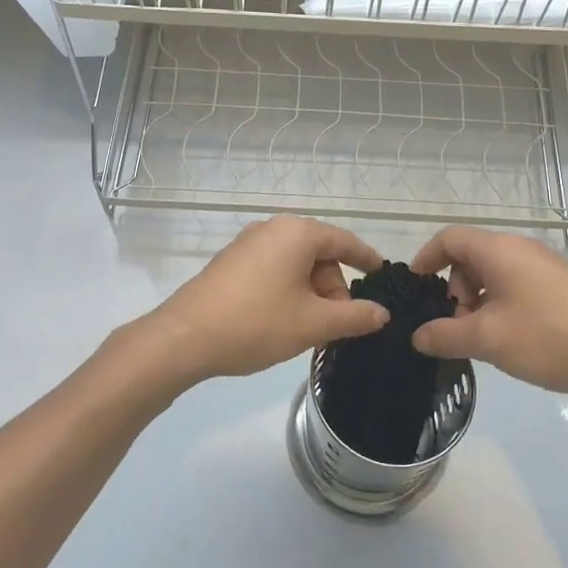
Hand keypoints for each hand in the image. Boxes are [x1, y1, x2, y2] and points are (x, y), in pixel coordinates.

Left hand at [142, 216, 389, 383]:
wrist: (184, 338)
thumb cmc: (256, 323)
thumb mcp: (313, 323)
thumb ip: (354, 316)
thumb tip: (381, 313)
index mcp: (296, 233)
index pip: (344, 241)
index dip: (367, 259)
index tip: (384, 275)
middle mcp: (272, 229)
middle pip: (319, 254)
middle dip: (334, 288)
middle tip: (338, 325)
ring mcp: (247, 244)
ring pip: (295, 265)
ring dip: (311, 294)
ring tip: (310, 330)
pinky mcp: (230, 263)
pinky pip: (273, 270)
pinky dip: (288, 292)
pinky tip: (284, 323)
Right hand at [409, 226, 567, 408]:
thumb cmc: (550, 336)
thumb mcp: (488, 340)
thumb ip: (445, 336)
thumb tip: (418, 336)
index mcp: (499, 250)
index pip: (449, 238)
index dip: (425, 259)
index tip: (415, 290)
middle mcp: (521, 249)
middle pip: (470, 258)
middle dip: (455, 292)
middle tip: (458, 329)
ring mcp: (544, 267)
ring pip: (494, 276)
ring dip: (479, 304)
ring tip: (485, 341)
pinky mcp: (562, 287)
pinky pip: (517, 287)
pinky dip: (502, 307)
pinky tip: (513, 341)